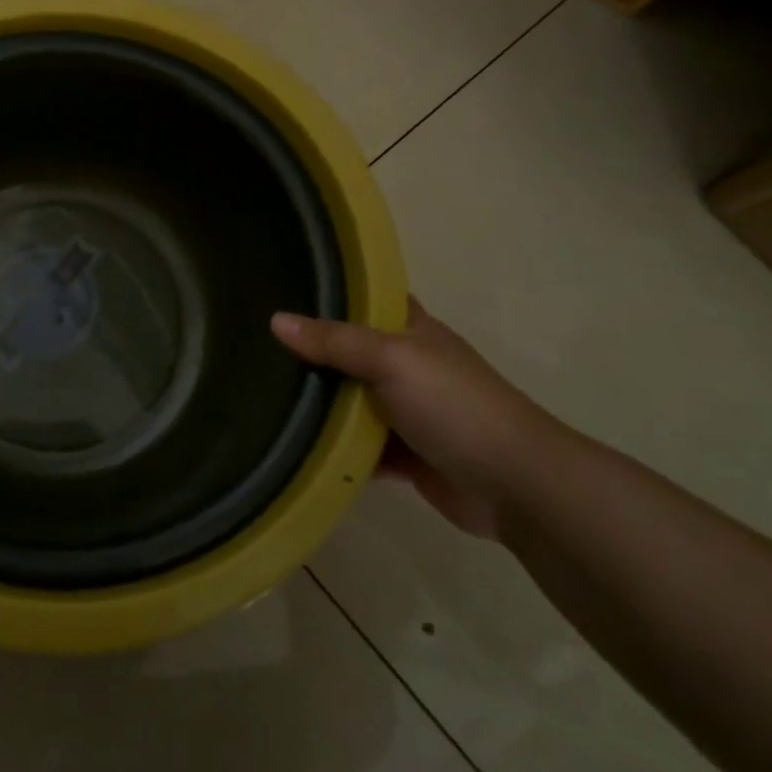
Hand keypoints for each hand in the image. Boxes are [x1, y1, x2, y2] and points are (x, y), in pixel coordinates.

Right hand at [271, 299, 574, 538]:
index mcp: (412, 332)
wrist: (513, 484)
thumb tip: (276, 319)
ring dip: (320, 405)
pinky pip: (358, 447)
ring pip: (351, 402)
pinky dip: (335, 448)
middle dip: (313, 352)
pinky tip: (295, 445)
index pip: (369, 300)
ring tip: (262, 394)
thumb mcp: (391, 359)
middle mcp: (407, 367)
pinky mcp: (404, 455)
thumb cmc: (453, 405)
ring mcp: (406, 413)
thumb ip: (334, 341)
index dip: (334, 293)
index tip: (286, 288)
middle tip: (257, 346)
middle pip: (351, 353)